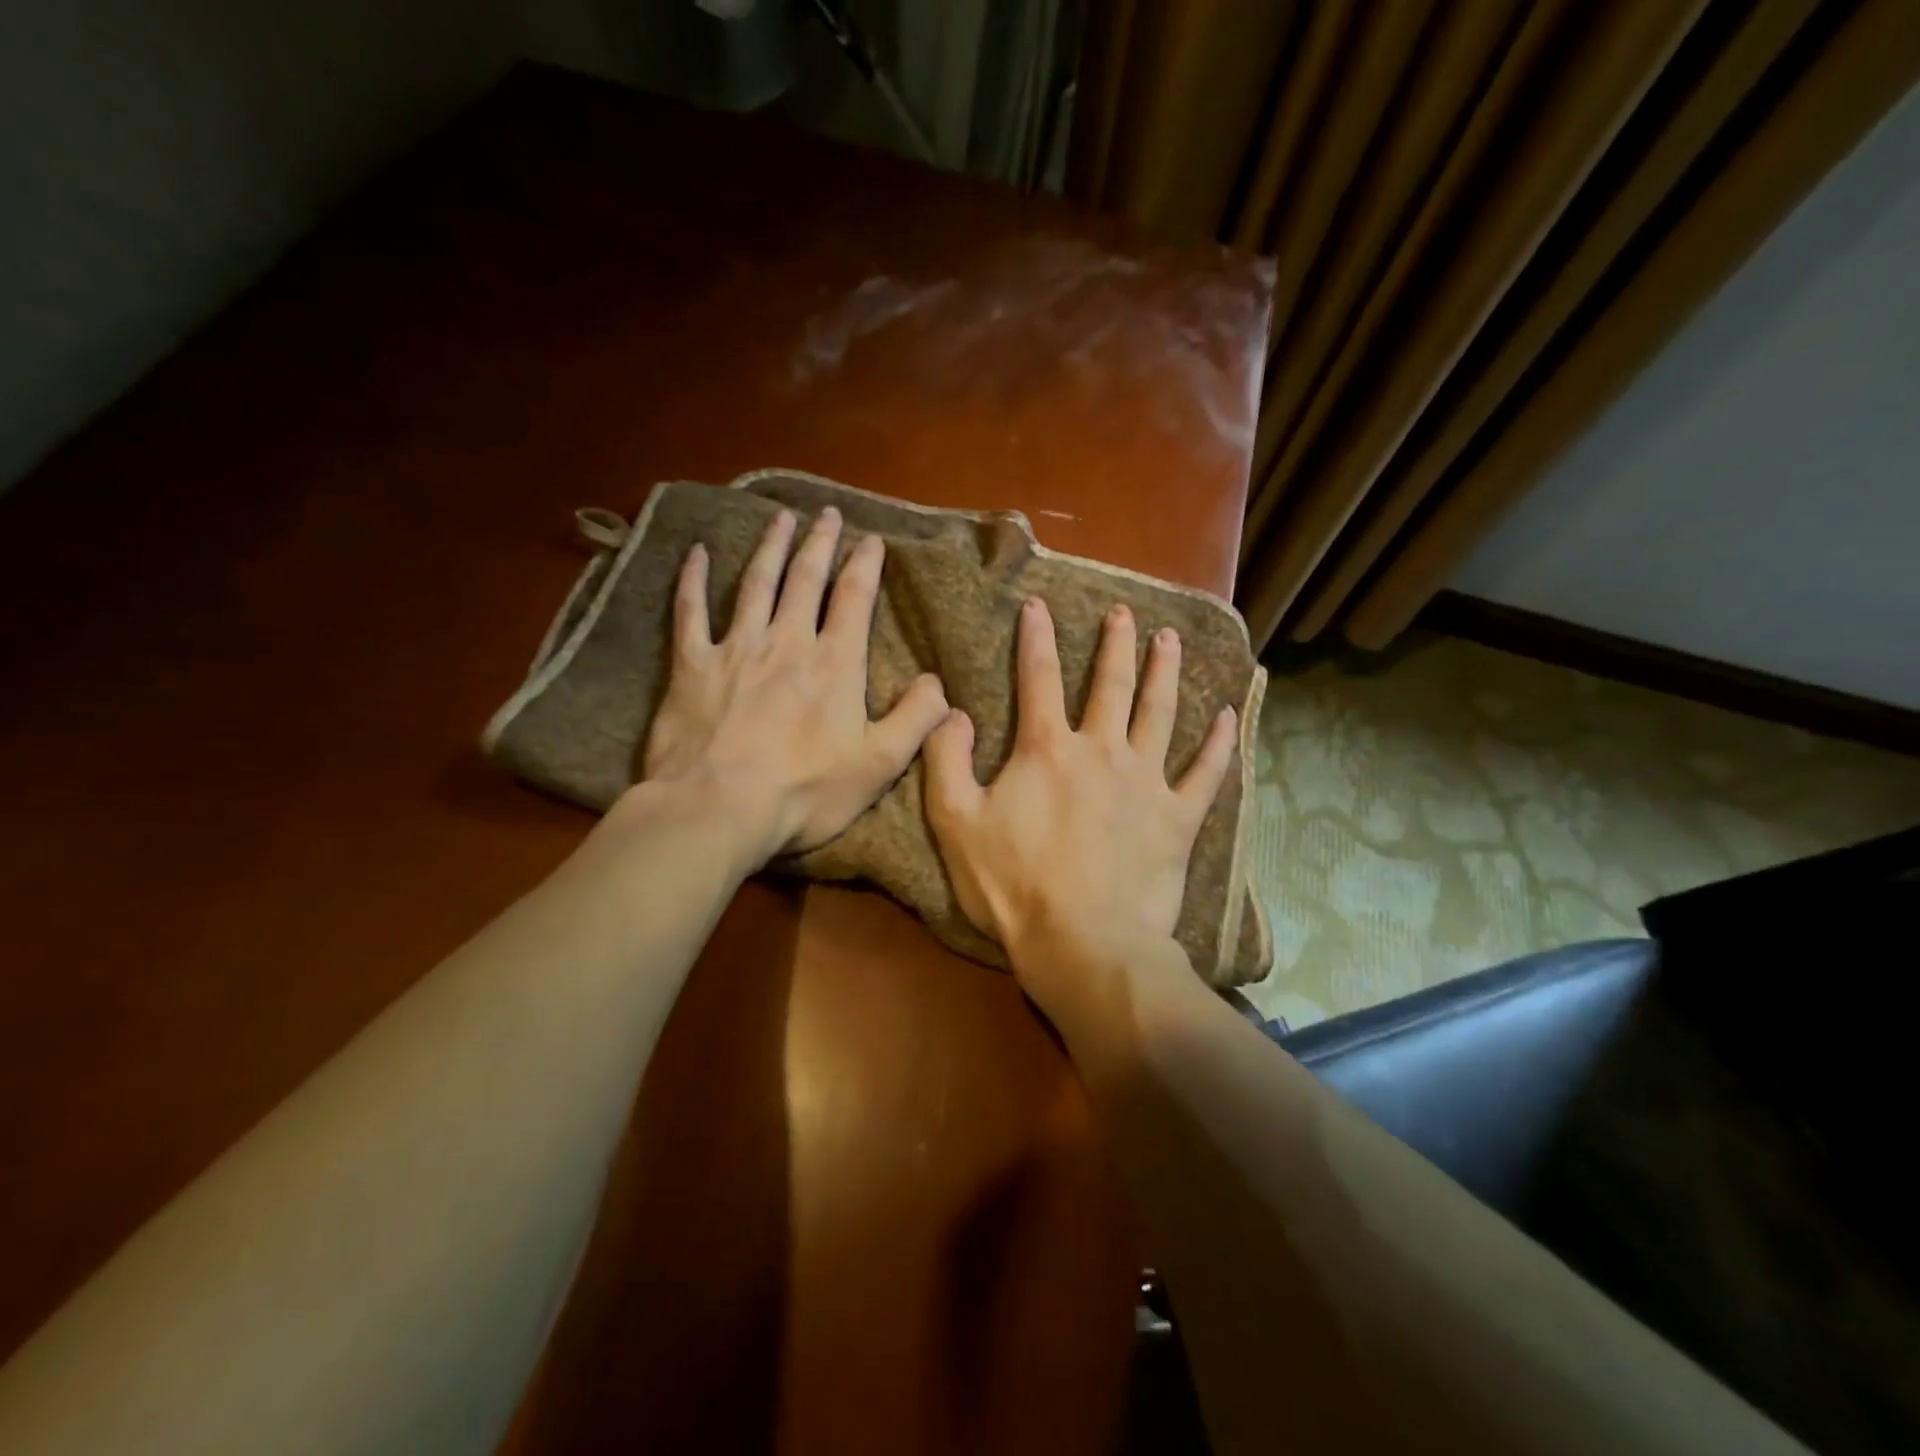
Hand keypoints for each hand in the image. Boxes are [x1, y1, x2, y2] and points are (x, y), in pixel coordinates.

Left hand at [641, 507, 948, 863]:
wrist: (718, 808)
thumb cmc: (806, 791)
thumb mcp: (880, 764)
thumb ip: (916, 719)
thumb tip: (939, 683)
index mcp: (834, 664)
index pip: (854, 599)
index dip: (865, 565)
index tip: (871, 539)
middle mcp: (787, 642)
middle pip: (806, 579)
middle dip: (820, 542)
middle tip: (827, 513)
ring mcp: (736, 648)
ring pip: (756, 584)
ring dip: (771, 548)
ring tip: (780, 518)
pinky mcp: (692, 665)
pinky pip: (691, 611)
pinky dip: (694, 580)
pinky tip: (697, 553)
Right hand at [923, 596, 1236, 1009]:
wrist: (1083, 943)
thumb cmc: (1014, 886)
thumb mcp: (956, 823)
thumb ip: (946, 761)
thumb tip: (952, 712)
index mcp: (1047, 750)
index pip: (1038, 677)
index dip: (1035, 637)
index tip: (1038, 604)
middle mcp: (1101, 750)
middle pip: (1111, 684)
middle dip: (1115, 644)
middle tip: (1125, 613)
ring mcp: (1146, 782)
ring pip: (1160, 713)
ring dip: (1166, 672)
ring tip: (1171, 640)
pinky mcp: (1177, 818)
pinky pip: (1206, 773)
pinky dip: (1219, 744)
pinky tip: (1229, 716)